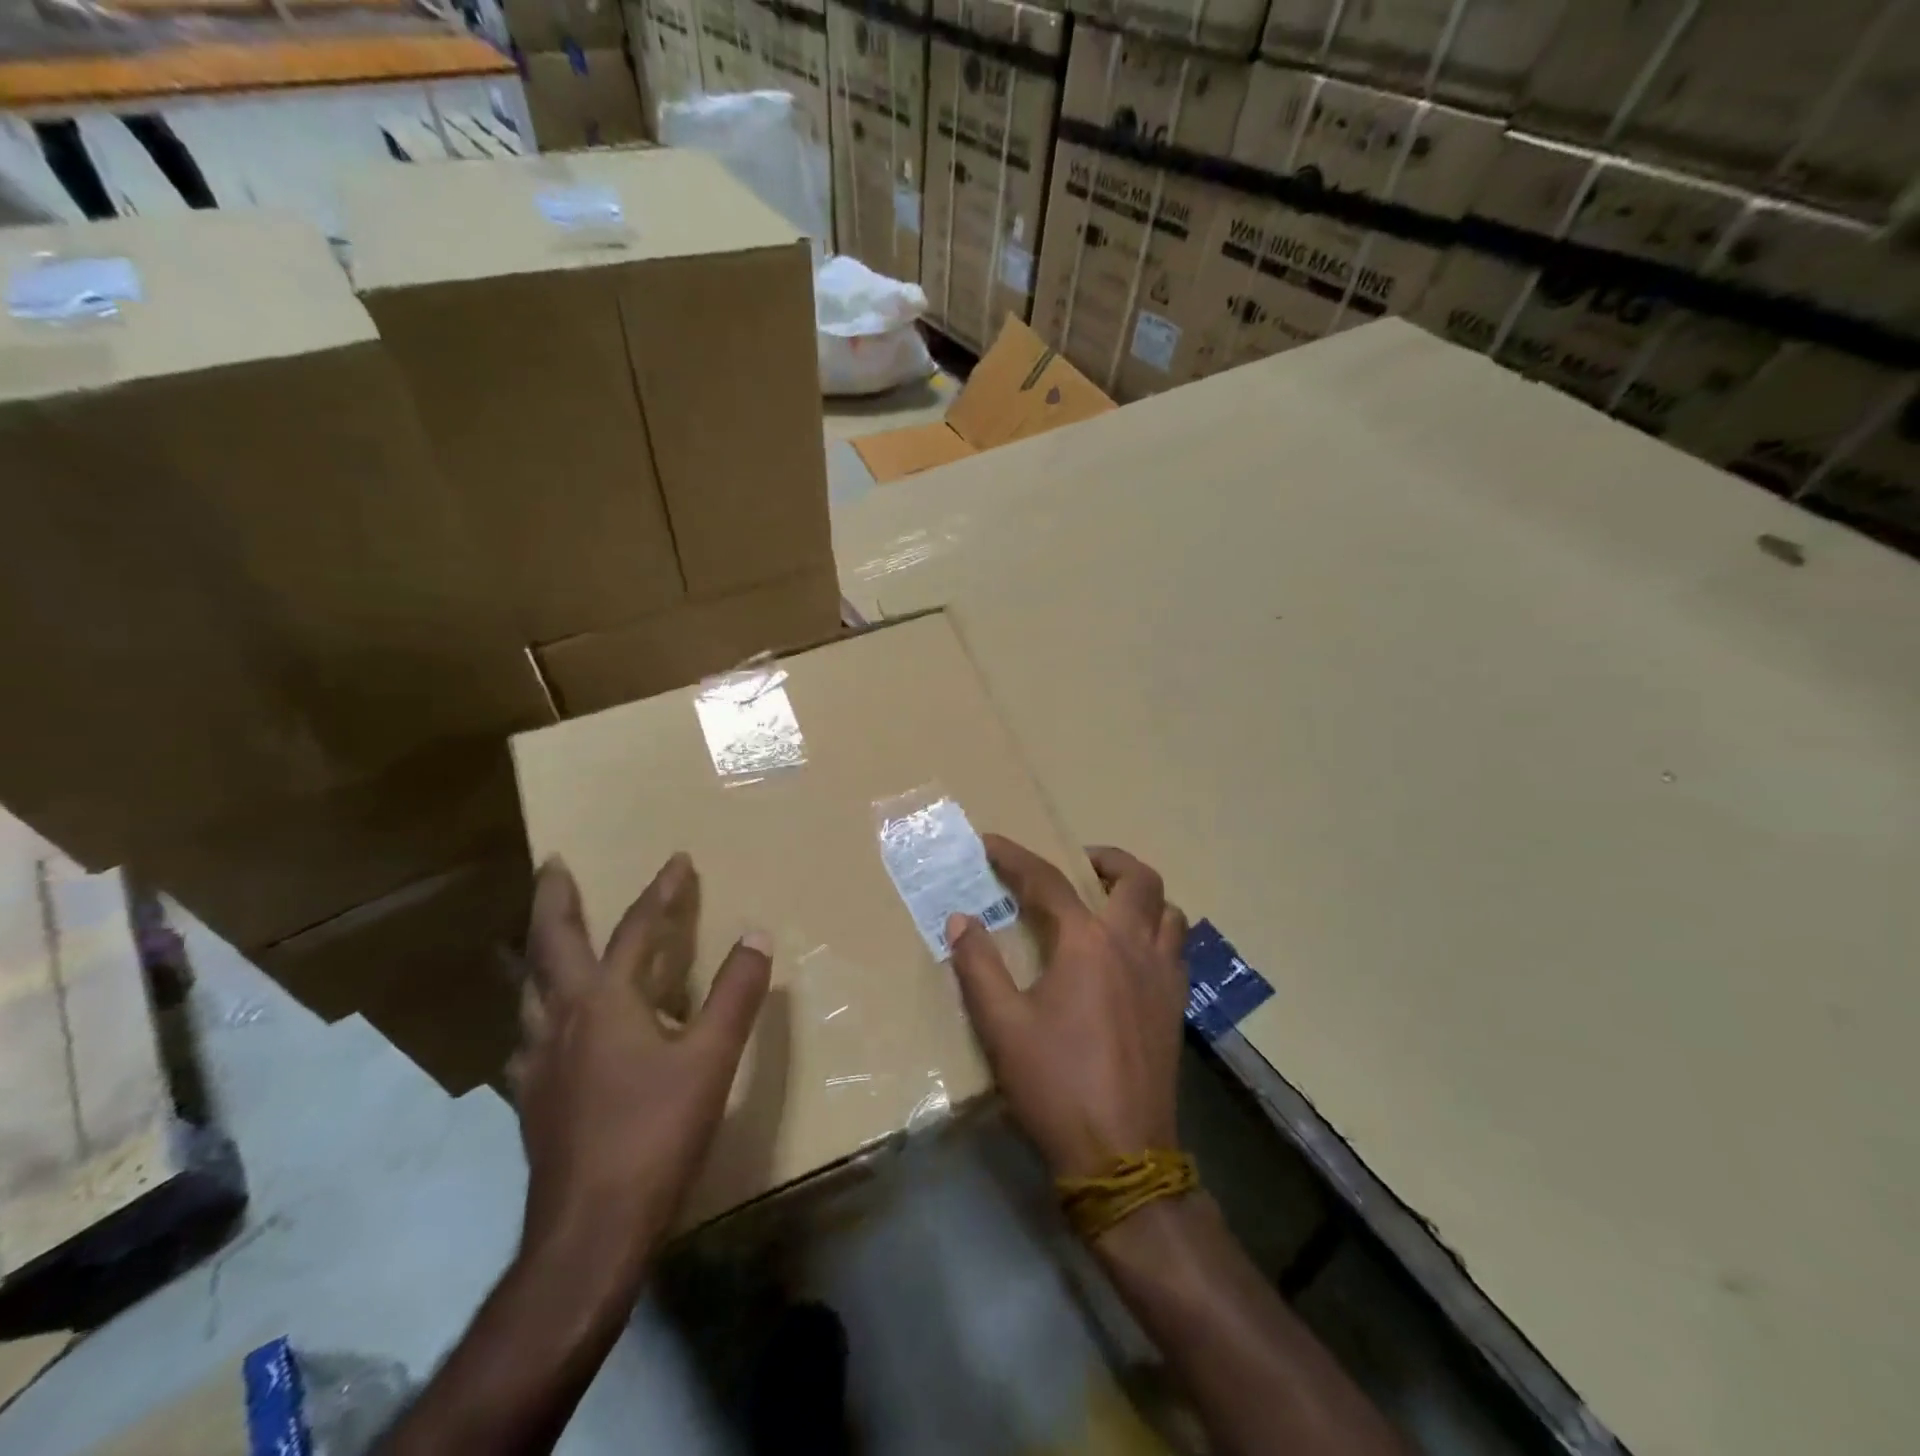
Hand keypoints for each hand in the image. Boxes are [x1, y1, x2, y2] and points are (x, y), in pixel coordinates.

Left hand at [510, 853, 771, 1270]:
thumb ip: (736, 993)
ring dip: (539, 954)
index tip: (678, 860)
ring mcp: (539, 1062)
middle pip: (550, 945)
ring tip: (545, 942)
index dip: (662, 892)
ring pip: (529, 991)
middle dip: (554, 899)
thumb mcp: (711, 1058)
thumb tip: (757, 934)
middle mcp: (562, 1020)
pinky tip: (543, 1033)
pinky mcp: (532, 1100)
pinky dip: (538, 1015)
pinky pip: (528, 1037)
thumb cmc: (655, 1133)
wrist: (589, 1232)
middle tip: (553, 865)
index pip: (637, 930)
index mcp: (606, 1002)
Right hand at [946, 839, 1188, 1180]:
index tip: (990, 843)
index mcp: (1087, 944)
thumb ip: (979, 966)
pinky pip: (1177, 947)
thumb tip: (961, 920)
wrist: (1121, 1156)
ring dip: (1140, 895)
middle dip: (1105, 859)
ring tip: (1108, 905)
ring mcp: (1163, 975)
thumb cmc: (1056, 1085)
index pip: (1048, 882)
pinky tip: (1131, 955)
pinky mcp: (1176, 1005)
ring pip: (1168, 910)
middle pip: (1137, 878)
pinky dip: (1157, 930)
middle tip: (1076, 865)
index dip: (1015, 857)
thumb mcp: (1002, 1026)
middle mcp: (1133, 946)